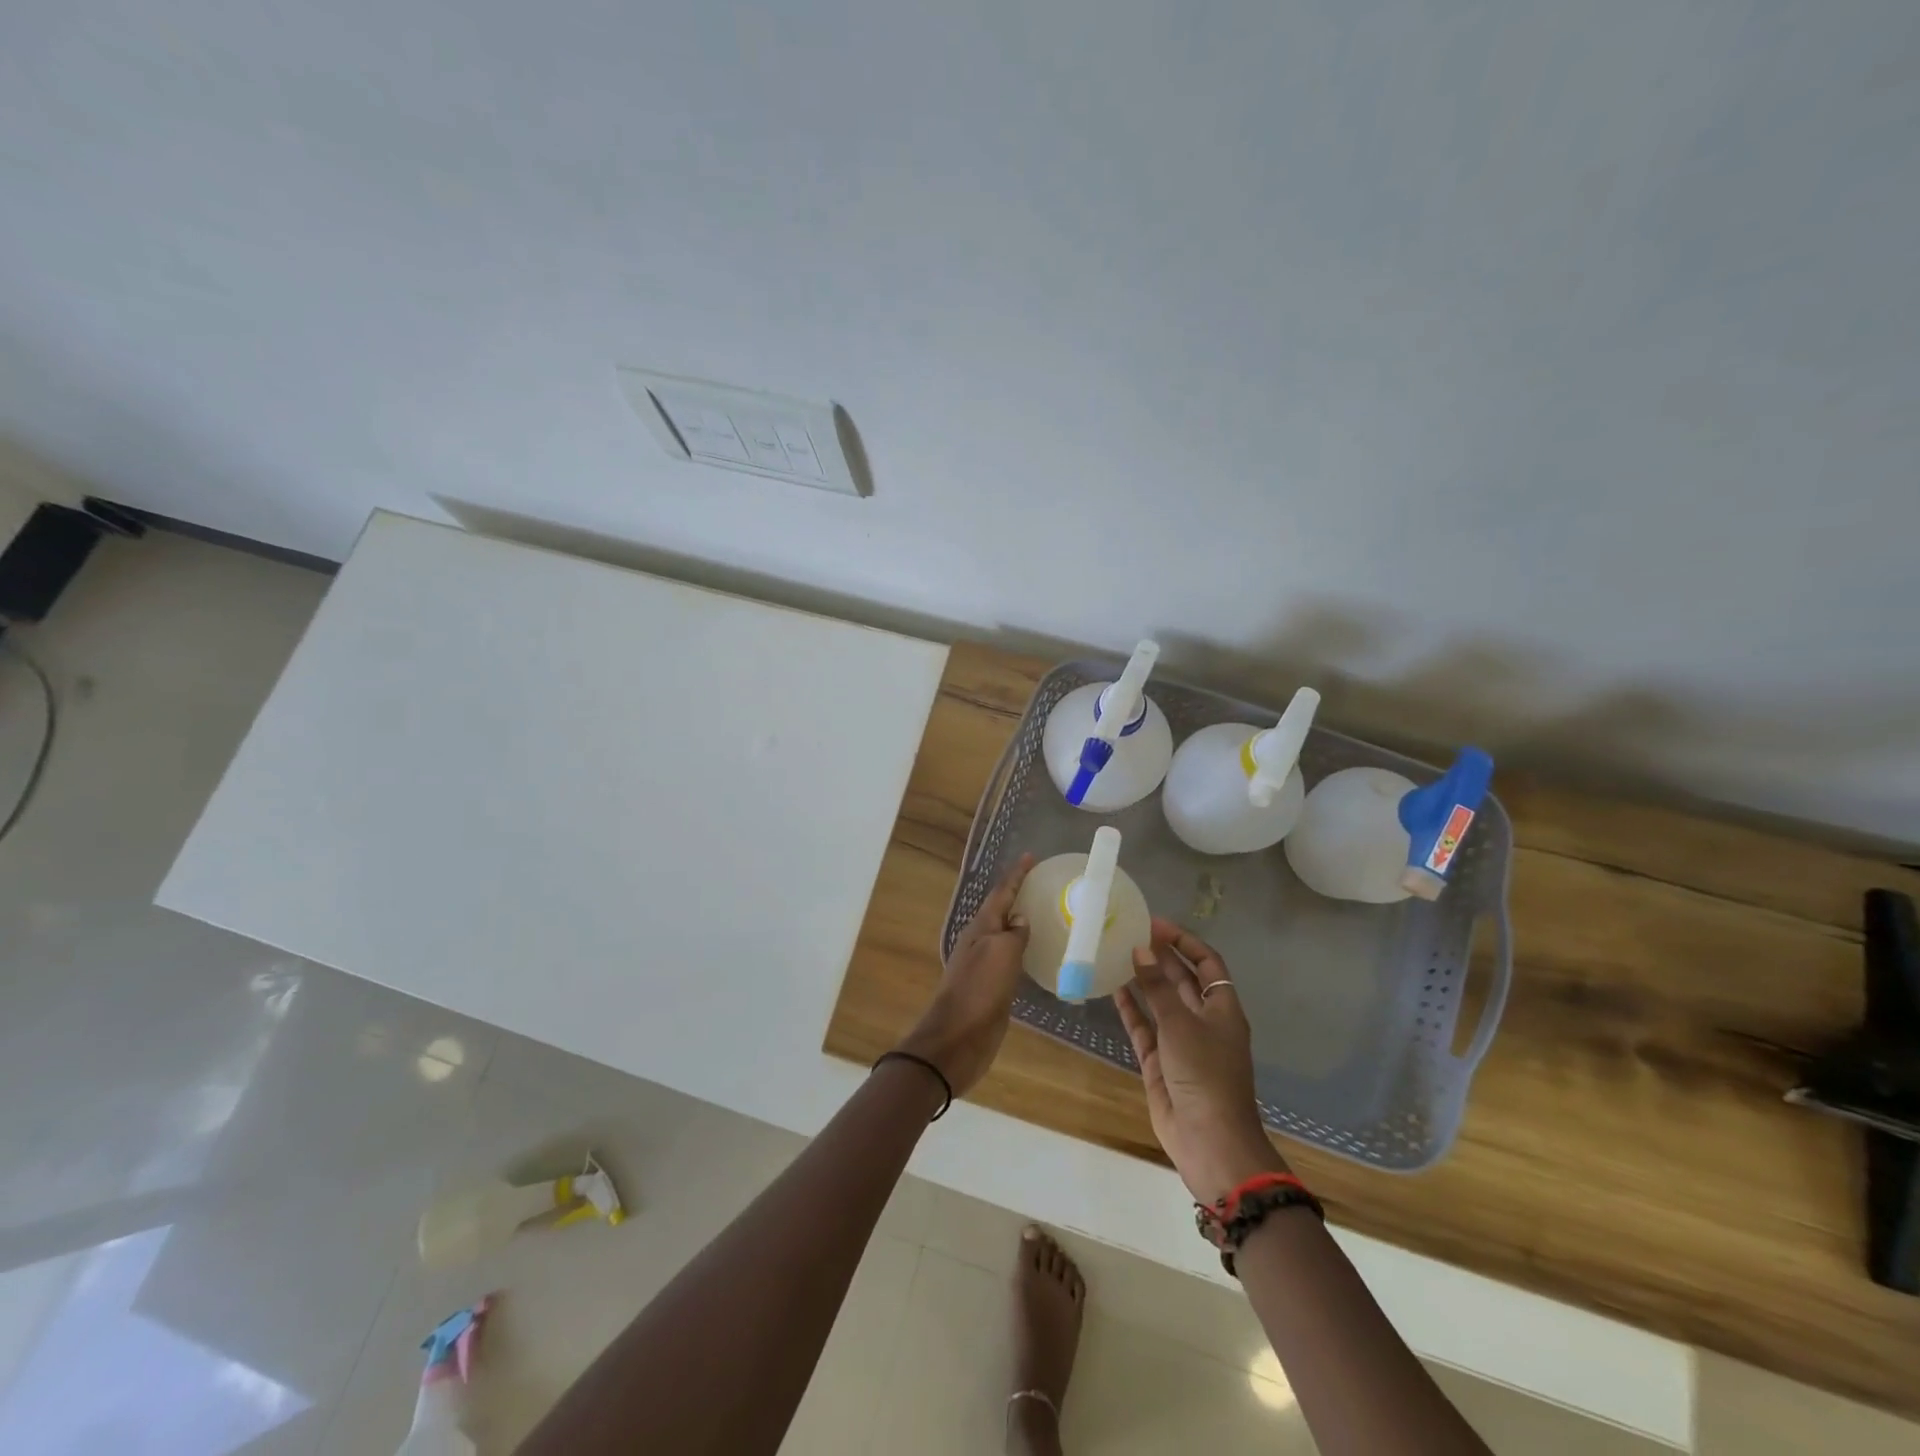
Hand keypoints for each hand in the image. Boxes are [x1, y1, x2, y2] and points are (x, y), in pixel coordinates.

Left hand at [893, 854, 1033, 1097]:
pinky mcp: (991, 988)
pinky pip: (1010, 959)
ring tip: (1044, 912)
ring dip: (1020, 922)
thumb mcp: (1001, 954)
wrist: (957, 1039)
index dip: (1016, 875)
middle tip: (1042, 882)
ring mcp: (984, 965)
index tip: (1032, 856)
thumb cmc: (979, 991)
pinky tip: (1037, 954)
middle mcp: (980, 941)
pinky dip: (1023, 949)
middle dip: (1019, 894)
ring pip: (1006, 935)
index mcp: (980, 928)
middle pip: (1001, 910)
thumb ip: (1014, 934)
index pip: (1001, 893)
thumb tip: (1020, 919)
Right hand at [1115, 918, 1287, 1204]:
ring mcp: (1181, 1042)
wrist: (1209, 1141)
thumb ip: (1157, 987)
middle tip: (1130, 933)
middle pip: (1182, 980)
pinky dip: (1131, 1009)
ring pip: (1160, 1002)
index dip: (1185, 942)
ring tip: (1117, 954)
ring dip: (1143, 980)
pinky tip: (1112, 989)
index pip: (1207, 964)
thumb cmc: (1205, 1074)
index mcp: (1222, 1009)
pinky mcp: (1161, 1062)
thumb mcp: (1181, 1024)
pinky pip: (1144, 1027)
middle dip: (1160, 957)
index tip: (1156, 924)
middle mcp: (1203, 1021)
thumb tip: (1140, 949)